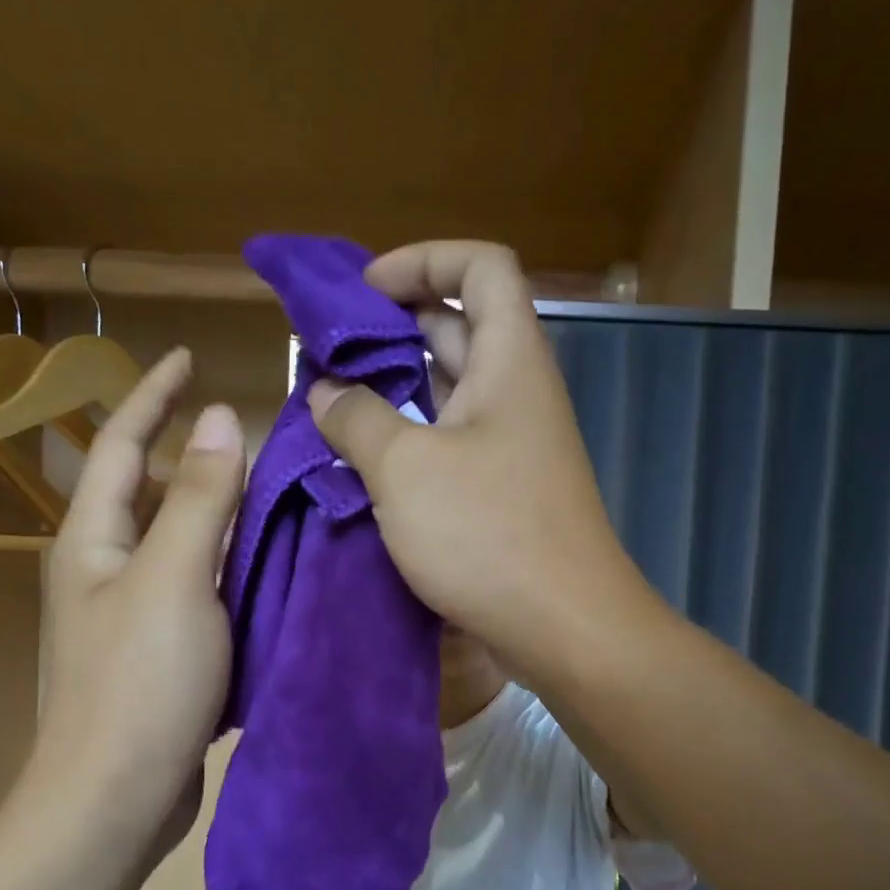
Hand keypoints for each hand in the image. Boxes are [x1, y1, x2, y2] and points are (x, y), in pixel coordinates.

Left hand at [15, 347, 244, 865]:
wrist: (115, 797)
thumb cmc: (139, 683)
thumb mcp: (174, 579)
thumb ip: (200, 498)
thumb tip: (220, 417)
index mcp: (93, 540)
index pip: (119, 443)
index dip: (153, 396)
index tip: (191, 356)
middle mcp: (104, 568)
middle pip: (150, 492)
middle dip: (192, 454)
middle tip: (255, 432)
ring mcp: (131, 614)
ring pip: (180, 543)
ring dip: (219, 513)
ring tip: (275, 491)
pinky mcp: (160, 653)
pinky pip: (198, 588)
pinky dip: (229, 566)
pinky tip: (270, 565)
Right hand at [307, 241, 652, 677]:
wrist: (564, 628)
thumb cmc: (488, 534)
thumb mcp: (405, 469)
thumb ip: (356, 419)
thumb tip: (325, 392)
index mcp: (509, 361)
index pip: (481, 267)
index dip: (423, 260)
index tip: (365, 291)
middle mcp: (516, 394)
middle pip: (459, 327)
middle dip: (394, 327)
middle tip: (330, 352)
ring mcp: (512, 447)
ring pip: (450, 393)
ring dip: (395, 389)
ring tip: (332, 404)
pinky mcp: (502, 494)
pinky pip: (451, 445)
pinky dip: (409, 441)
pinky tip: (364, 462)